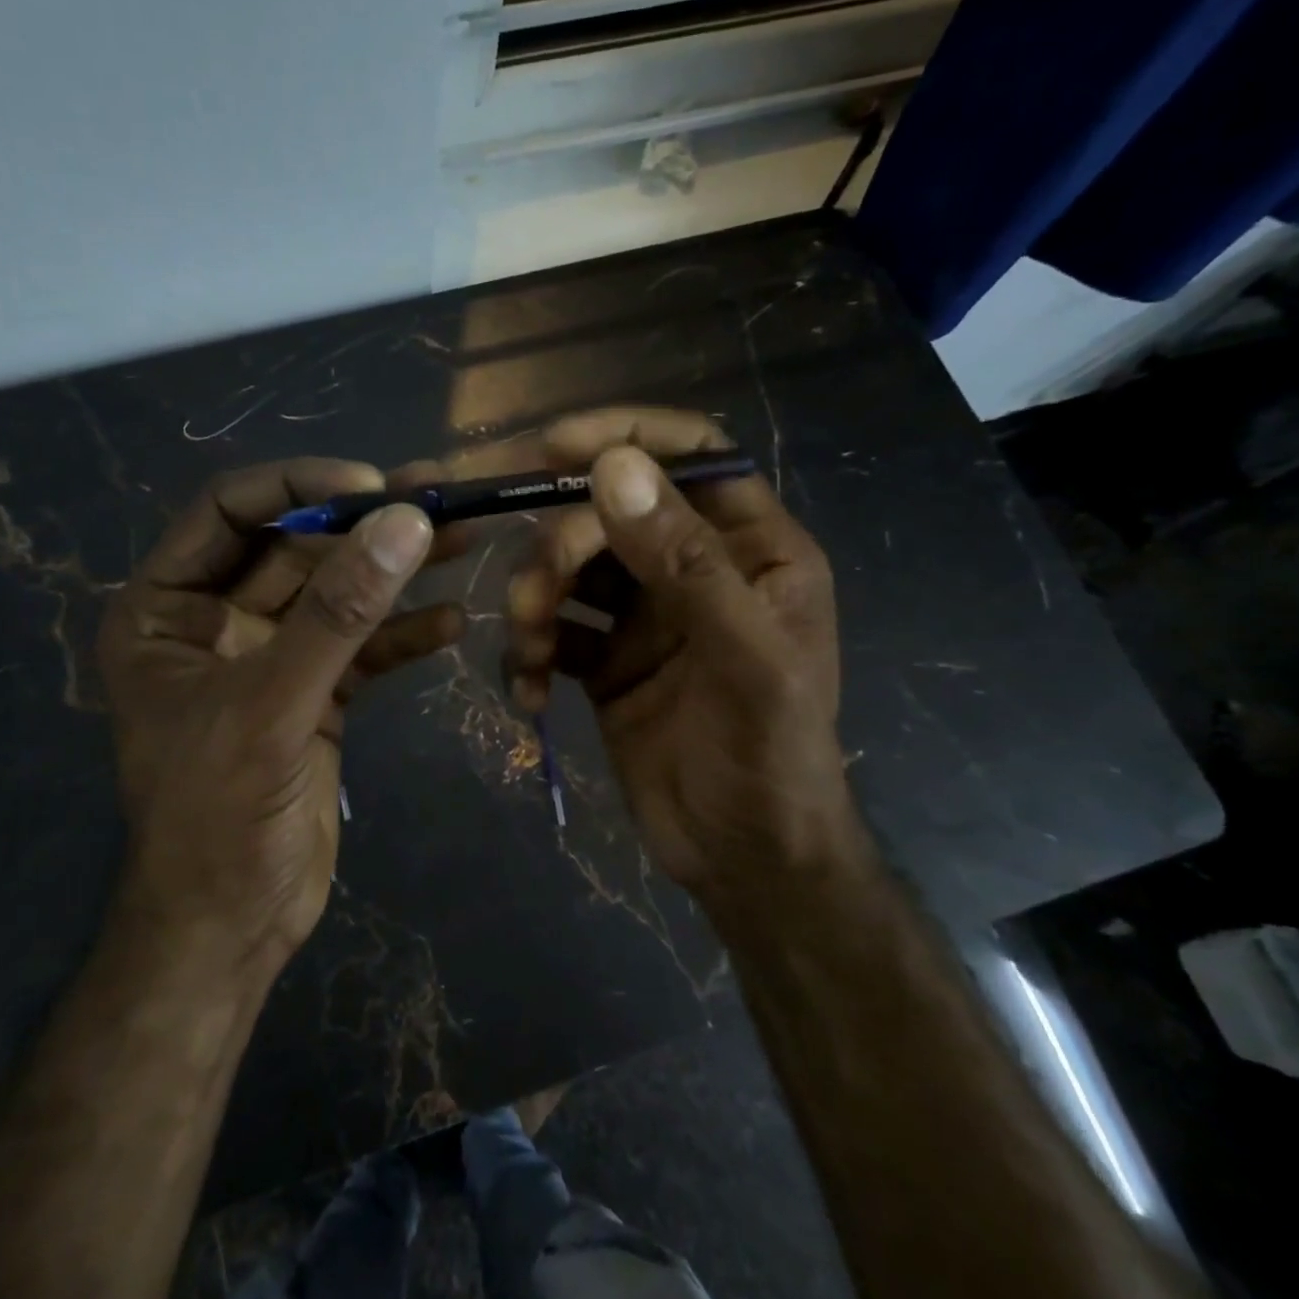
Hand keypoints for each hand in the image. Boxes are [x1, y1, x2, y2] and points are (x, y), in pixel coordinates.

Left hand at [98, 458, 462, 976]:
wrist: (233, 926)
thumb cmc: (218, 817)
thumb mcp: (272, 704)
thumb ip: (338, 613)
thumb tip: (406, 521)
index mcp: (165, 608)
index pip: (229, 511)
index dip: (300, 486)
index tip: (374, 486)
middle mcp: (214, 620)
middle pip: (296, 548)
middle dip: (365, 526)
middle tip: (442, 499)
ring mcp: (269, 658)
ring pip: (337, 595)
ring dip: (396, 571)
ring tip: (465, 541)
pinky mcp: (314, 695)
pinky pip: (361, 649)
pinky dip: (402, 635)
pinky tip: (452, 623)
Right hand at [505, 408, 861, 904]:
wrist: (745, 861)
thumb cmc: (771, 758)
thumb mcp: (745, 660)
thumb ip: (685, 562)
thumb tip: (613, 466)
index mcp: (750, 550)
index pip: (690, 455)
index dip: (625, 437)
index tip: (553, 445)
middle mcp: (693, 569)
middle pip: (608, 513)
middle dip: (560, 546)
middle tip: (533, 596)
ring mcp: (644, 615)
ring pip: (570, 569)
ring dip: (535, 600)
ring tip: (528, 652)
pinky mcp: (604, 660)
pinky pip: (553, 629)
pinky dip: (530, 651)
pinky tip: (529, 690)